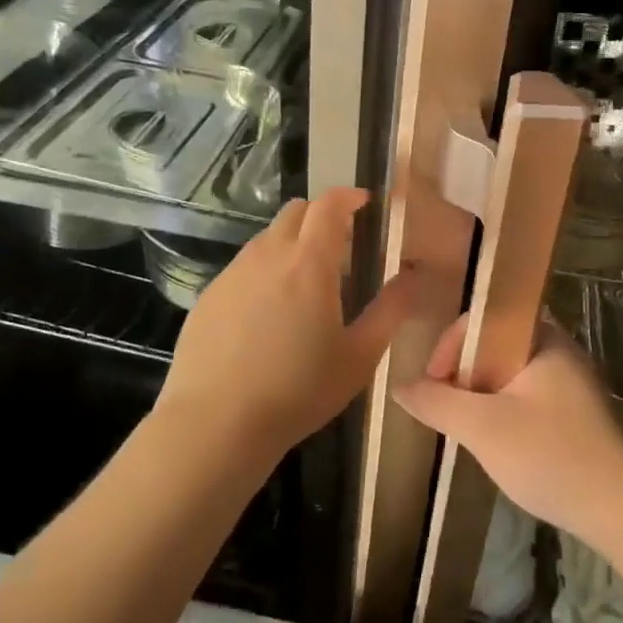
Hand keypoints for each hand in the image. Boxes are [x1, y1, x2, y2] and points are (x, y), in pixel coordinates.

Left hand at [161, 188, 418, 459]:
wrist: (215, 425)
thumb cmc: (298, 391)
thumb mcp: (359, 356)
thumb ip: (391, 310)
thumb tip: (413, 276)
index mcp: (309, 262)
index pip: (329, 205)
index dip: (349, 196)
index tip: (365, 203)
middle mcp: (268, 255)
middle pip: (295, 212)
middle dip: (321, 216)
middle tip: (341, 247)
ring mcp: (232, 274)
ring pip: (267, 238)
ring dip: (291, 243)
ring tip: (306, 284)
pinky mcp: (209, 296)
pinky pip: (244, 267)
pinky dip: (265, 270)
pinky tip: (268, 314)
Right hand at [396, 316, 622, 545]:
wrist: (621, 508)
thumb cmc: (550, 454)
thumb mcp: (483, 428)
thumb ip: (437, 403)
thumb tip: (400, 387)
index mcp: (543, 338)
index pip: (486, 316)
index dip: (452, 342)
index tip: (434, 381)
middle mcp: (559, 350)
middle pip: (496, 344)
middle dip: (464, 371)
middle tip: (445, 405)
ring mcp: (570, 383)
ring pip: (509, 374)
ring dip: (481, 394)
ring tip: (464, 426)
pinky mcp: (574, 414)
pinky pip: (526, 397)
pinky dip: (502, 411)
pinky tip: (495, 443)